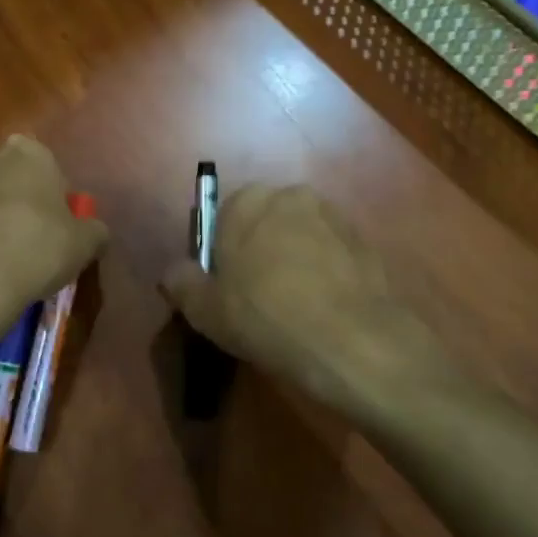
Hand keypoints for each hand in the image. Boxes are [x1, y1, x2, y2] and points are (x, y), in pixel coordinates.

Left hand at [0, 136, 107, 314]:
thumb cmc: (35, 250)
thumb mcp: (85, 244)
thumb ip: (94, 230)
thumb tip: (94, 232)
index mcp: (26, 151)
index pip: (47, 169)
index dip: (53, 200)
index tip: (54, 229)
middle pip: (6, 176)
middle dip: (13, 200)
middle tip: (23, 241)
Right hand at [161, 184, 455, 414]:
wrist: (350, 340)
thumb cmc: (265, 317)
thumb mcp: (205, 311)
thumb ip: (182, 284)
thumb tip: (174, 272)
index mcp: (247, 202)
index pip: (224, 217)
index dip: (224, 252)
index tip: (227, 287)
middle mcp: (290, 196)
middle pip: (265, 222)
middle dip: (261, 249)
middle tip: (258, 298)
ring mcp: (332, 216)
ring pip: (301, 235)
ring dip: (296, 258)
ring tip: (296, 306)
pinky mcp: (363, 240)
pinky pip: (332, 252)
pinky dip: (326, 271)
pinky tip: (324, 308)